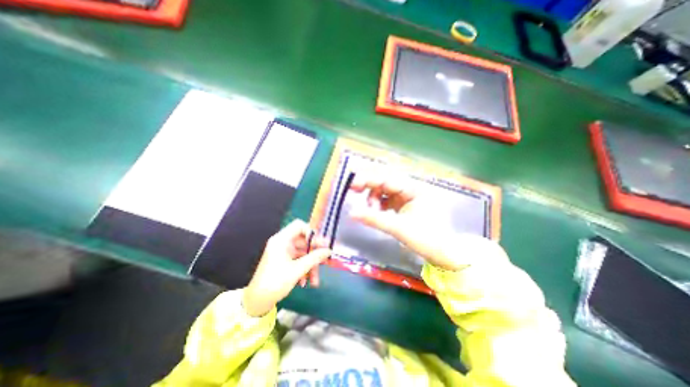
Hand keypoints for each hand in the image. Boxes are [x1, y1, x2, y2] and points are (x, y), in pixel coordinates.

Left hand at [241, 221, 329, 317]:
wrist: (257, 302)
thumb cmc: (275, 282)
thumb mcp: (297, 270)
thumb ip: (314, 258)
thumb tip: (329, 250)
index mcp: (281, 240)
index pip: (299, 226)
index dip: (311, 232)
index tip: (321, 243)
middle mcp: (283, 243)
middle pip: (304, 241)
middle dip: (314, 253)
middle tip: (325, 260)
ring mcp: (283, 252)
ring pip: (303, 252)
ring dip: (310, 265)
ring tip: (315, 280)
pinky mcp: (284, 261)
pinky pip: (299, 260)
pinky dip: (304, 269)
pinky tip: (305, 281)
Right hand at [351, 173, 461, 269]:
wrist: (443, 254)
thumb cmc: (427, 239)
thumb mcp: (398, 228)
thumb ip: (374, 219)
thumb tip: (351, 213)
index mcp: (415, 189)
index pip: (388, 179)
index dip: (369, 179)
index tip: (352, 184)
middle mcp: (411, 188)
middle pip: (385, 181)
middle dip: (369, 186)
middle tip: (354, 190)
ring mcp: (407, 196)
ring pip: (384, 190)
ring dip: (374, 197)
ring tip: (371, 211)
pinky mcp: (404, 204)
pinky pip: (386, 199)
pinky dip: (378, 204)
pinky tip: (376, 212)